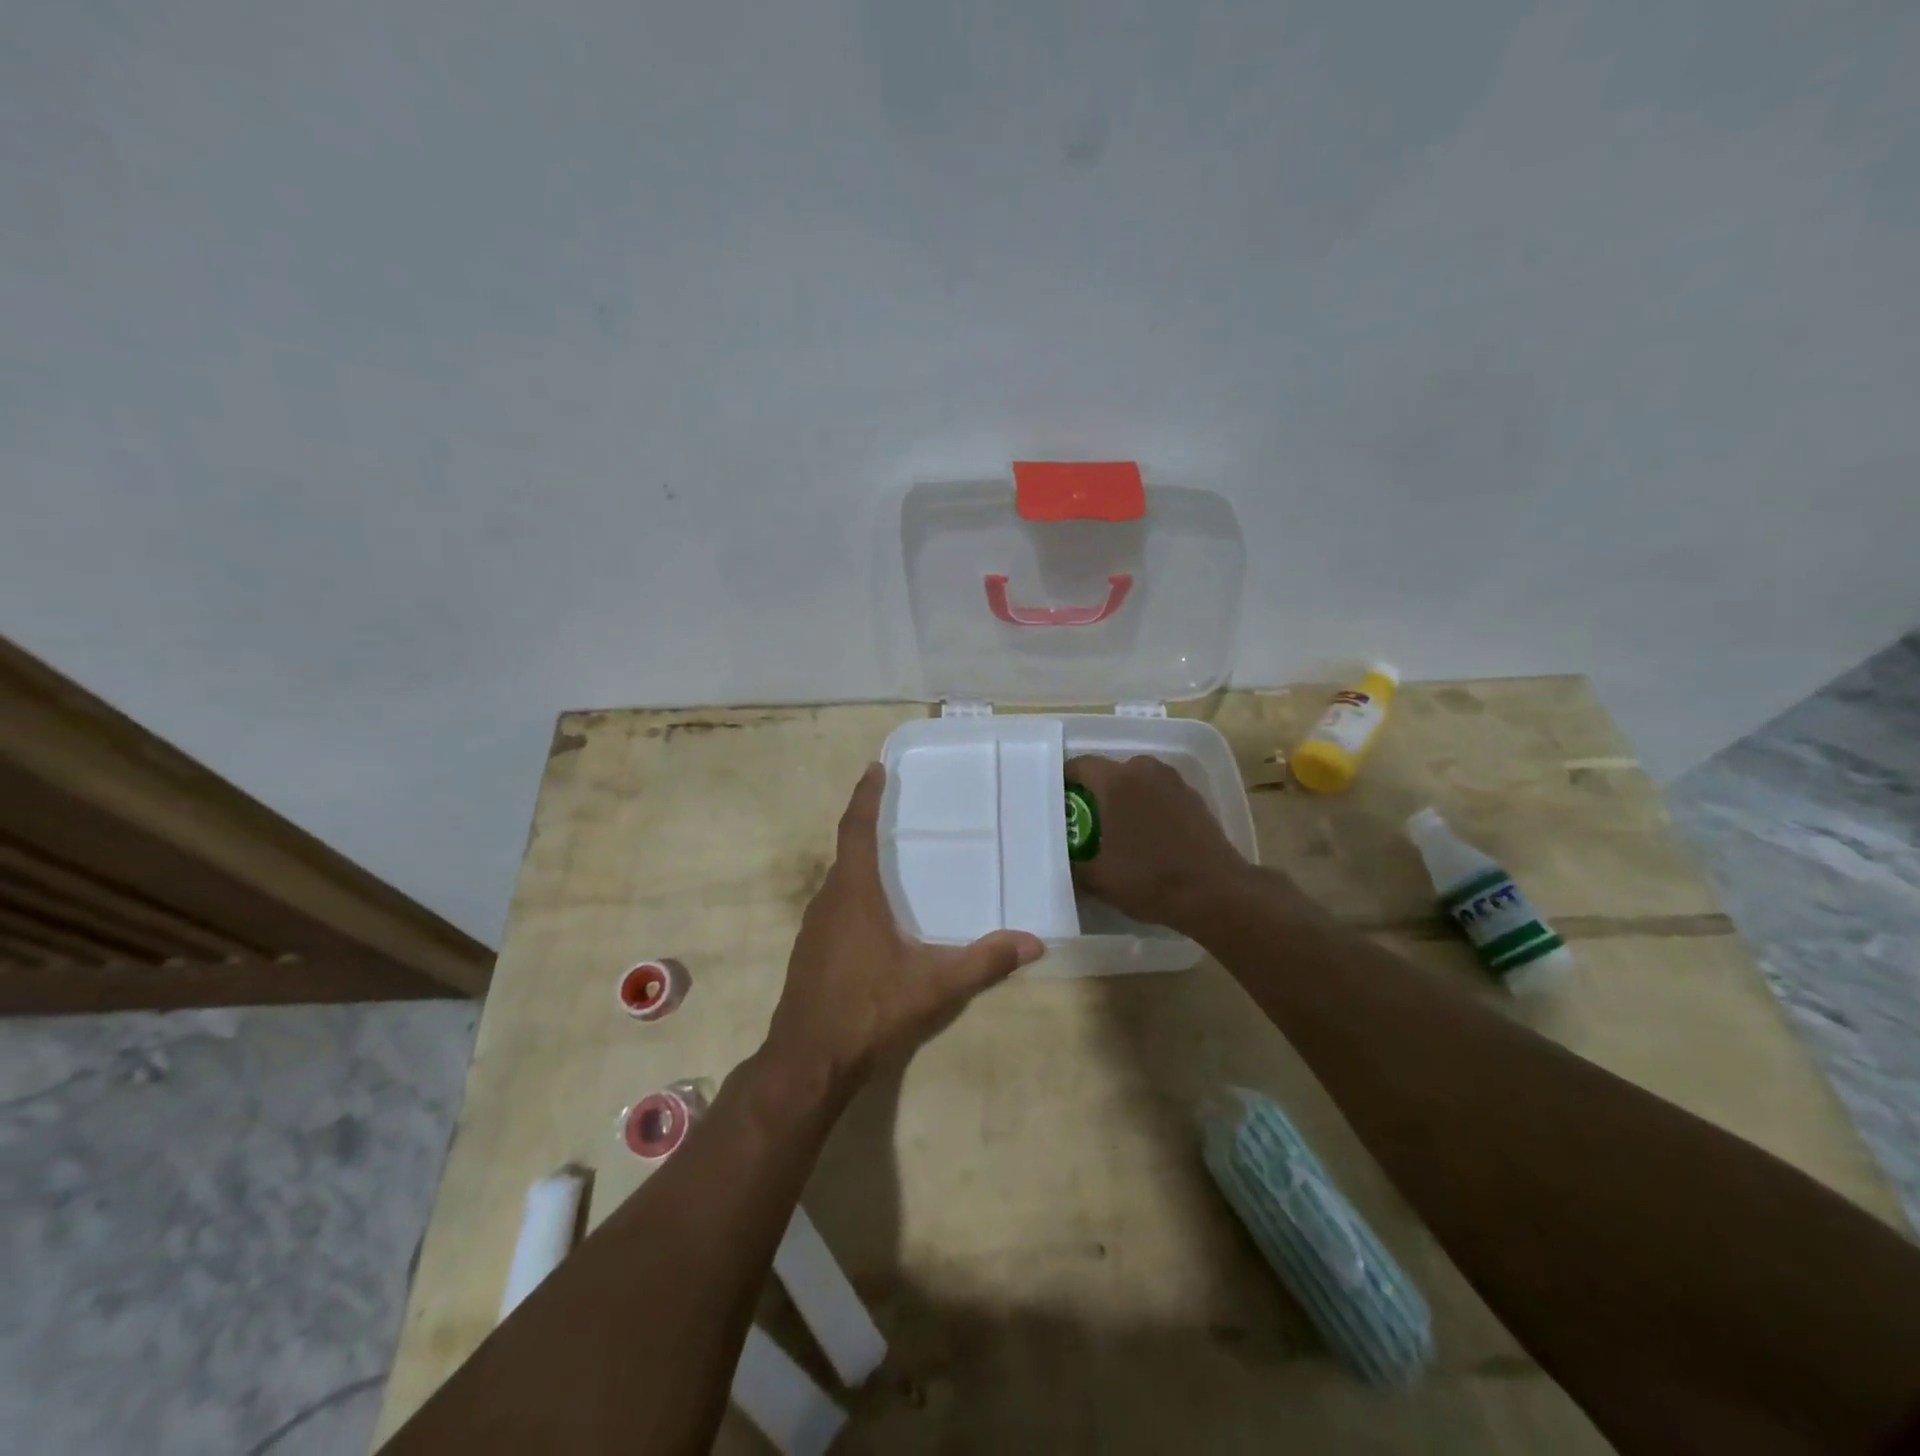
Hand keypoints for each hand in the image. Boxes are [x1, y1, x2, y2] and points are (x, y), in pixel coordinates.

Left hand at [763, 763, 1044, 1099]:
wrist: (808, 1063)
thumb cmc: (868, 1011)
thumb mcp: (934, 986)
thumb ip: (984, 962)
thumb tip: (1034, 942)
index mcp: (854, 895)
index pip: (856, 831)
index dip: (865, 797)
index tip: (874, 769)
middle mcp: (828, 902)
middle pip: (846, 851)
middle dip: (866, 825)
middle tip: (894, 810)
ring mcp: (813, 928)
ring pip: (838, 881)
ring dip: (859, 862)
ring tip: (890, 858)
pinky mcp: (810, 953)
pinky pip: (834, 906)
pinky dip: (854, 893)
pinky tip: (875, 916)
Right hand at [1064, 754, 1253, 932]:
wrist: (1215, 893)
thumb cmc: (1149, 879)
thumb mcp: (1097, 878)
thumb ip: (1073, 862)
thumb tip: (1063, 858)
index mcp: (1117, 781)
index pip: (1079, 766)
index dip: (1064, 782)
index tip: (1058, 803)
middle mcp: (1145, 770)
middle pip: (1110, 772)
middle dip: (1095, 793)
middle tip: (1084, 821)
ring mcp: (1174, 782)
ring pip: (1137, 782)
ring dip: (1124, 799)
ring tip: (1116, 830)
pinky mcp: (1195, 798)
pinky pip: (1159, 794)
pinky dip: (1148, 807)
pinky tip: (1147, 837)